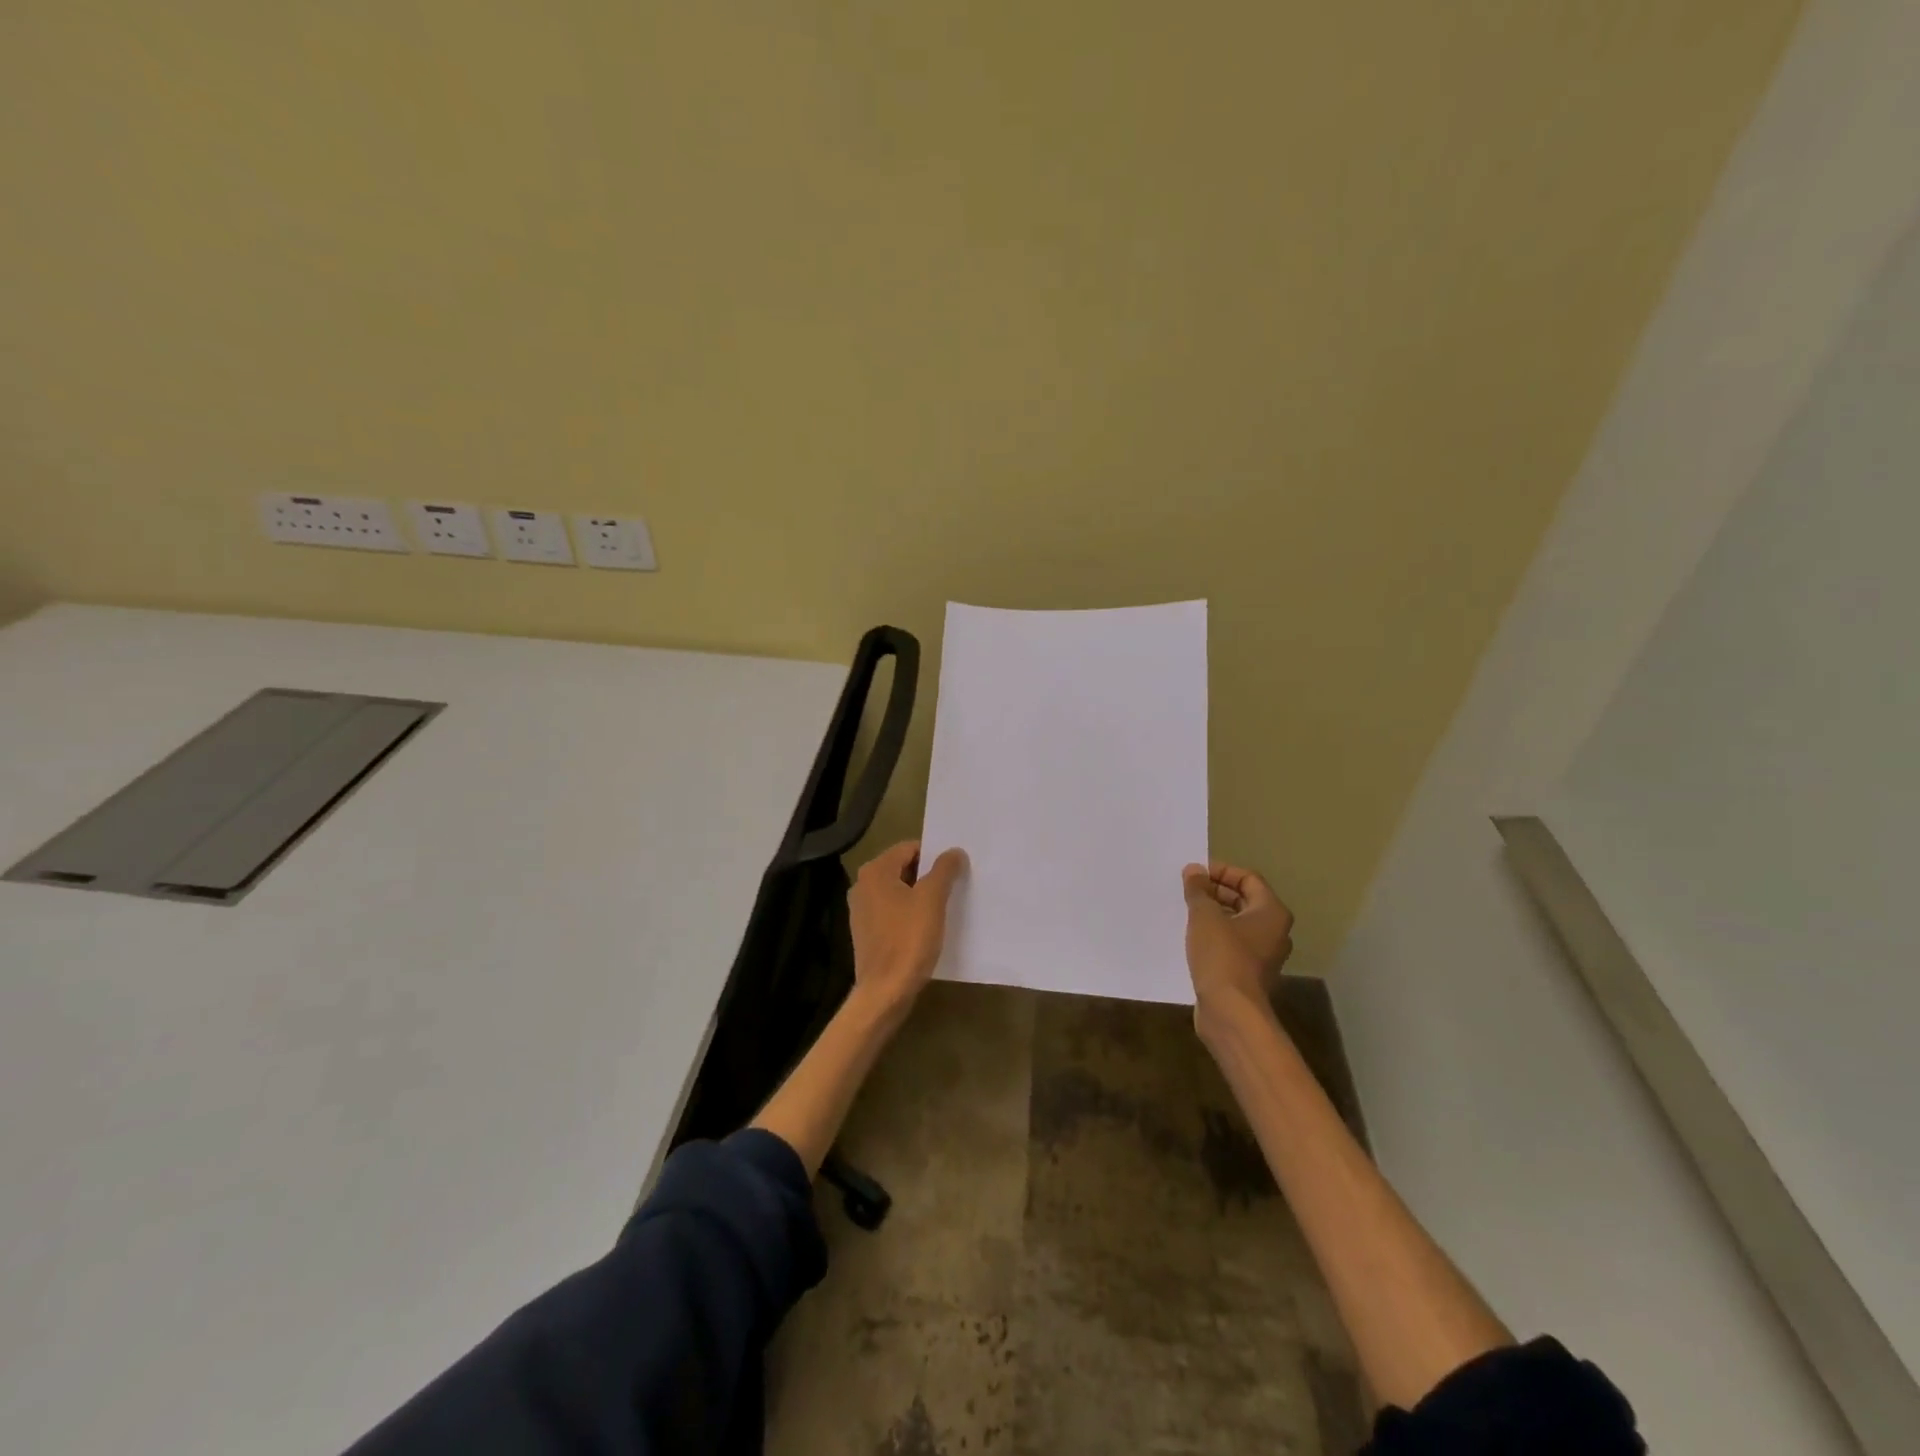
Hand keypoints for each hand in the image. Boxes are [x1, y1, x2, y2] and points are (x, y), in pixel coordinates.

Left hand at [848, 841, 966, 1020]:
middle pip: (902, 869)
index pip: (909, 848)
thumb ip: (944, 870)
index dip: (934, 855)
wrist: (885, 992)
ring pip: (897, 891)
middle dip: (927, 875)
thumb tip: (954, 851)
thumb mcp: (932, 899)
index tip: (955, 869)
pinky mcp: (866, 932)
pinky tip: (926, 927)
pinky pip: (892, 912)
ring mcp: (861, 910)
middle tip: (954, 886)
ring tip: (944, 906)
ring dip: (919, 895)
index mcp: (875, 871)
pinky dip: (909, 914)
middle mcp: (863, 885)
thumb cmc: (908, 939)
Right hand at [1183, 861, 1293, 1031]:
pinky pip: (1231, 945)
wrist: (1231, 1012)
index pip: (1248, 878)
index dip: (1221, 871)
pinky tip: (1190, 938)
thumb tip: (1194, 870)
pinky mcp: (1249, 974)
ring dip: (1212, 915)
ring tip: (1185, 911)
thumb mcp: (1204, 916)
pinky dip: (1213, 937)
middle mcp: (1274, 931)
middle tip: (1187, 890)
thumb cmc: (1222, 956)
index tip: (1194, 873)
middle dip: (1214, 892)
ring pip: (1236, 924)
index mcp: (1272, 912)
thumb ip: (1198, 890)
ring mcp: (1263, 955)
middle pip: (1244, 900)